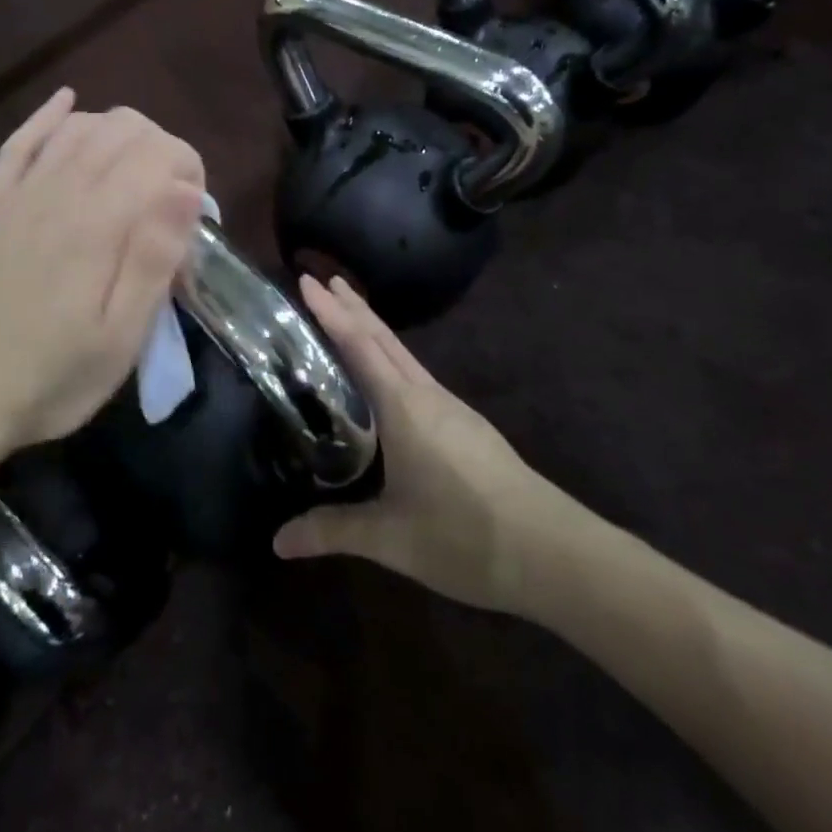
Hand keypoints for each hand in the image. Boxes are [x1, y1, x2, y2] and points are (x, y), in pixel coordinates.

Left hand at [0, 89, 204, 451]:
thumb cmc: (53, 376)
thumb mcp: (120, 338)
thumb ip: (154, 259)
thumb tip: (186, 190)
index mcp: (95, 224)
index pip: (157, 154)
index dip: (189, 169)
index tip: (196, 215)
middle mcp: (58, 192)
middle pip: (122, 129)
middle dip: (162, 149)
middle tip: (172, 202)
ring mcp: (21, 193)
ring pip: (79, 126)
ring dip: (120, 132)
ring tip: (138, 172)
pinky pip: (22, 141)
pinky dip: (50, 116)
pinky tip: (68, 103)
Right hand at [273, 275, 577, 614]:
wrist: (553, 552)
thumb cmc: (464, 536)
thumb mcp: (390, 538)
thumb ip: (332, 531)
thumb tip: (279, 541)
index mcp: (404, 408)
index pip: (359, 345)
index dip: (331, 312)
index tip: (308, 280)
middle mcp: (427, 396)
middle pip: (383, 338)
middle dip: (353, 306)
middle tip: (324, 279)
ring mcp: (452, 408)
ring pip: (404, 355)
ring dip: (374, 330)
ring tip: (351, 315)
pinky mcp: (468, 426)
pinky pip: (418, 376)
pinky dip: (393, 358)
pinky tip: (391, 379)